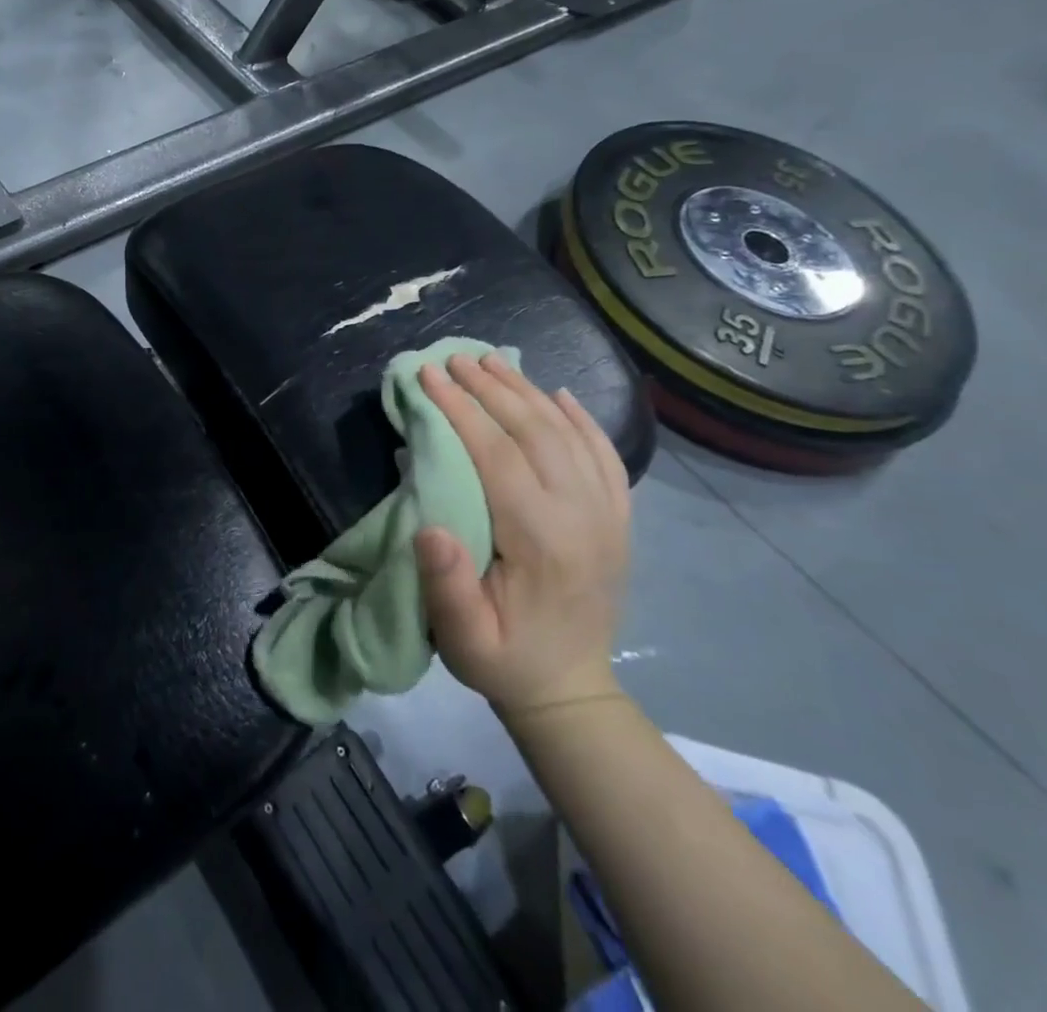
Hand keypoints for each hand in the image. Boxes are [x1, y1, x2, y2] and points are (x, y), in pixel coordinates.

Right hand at [412, 352, 630, 717]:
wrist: (569, 688)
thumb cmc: (502, 657)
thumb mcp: (462, 637)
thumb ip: (446, 586)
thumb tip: (429, 527)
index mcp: (540, 540)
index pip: (496, 454)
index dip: (459, 409)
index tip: (427, 375)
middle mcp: (582, 517)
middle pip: (534, 432)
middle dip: (489, 388)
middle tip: (453, 358)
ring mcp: (608, 515)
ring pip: (568, 434)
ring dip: (527, 392)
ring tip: (491, 362)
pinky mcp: (618, 519)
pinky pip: (605, 455)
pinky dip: (582, 419)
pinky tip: (559, 394)